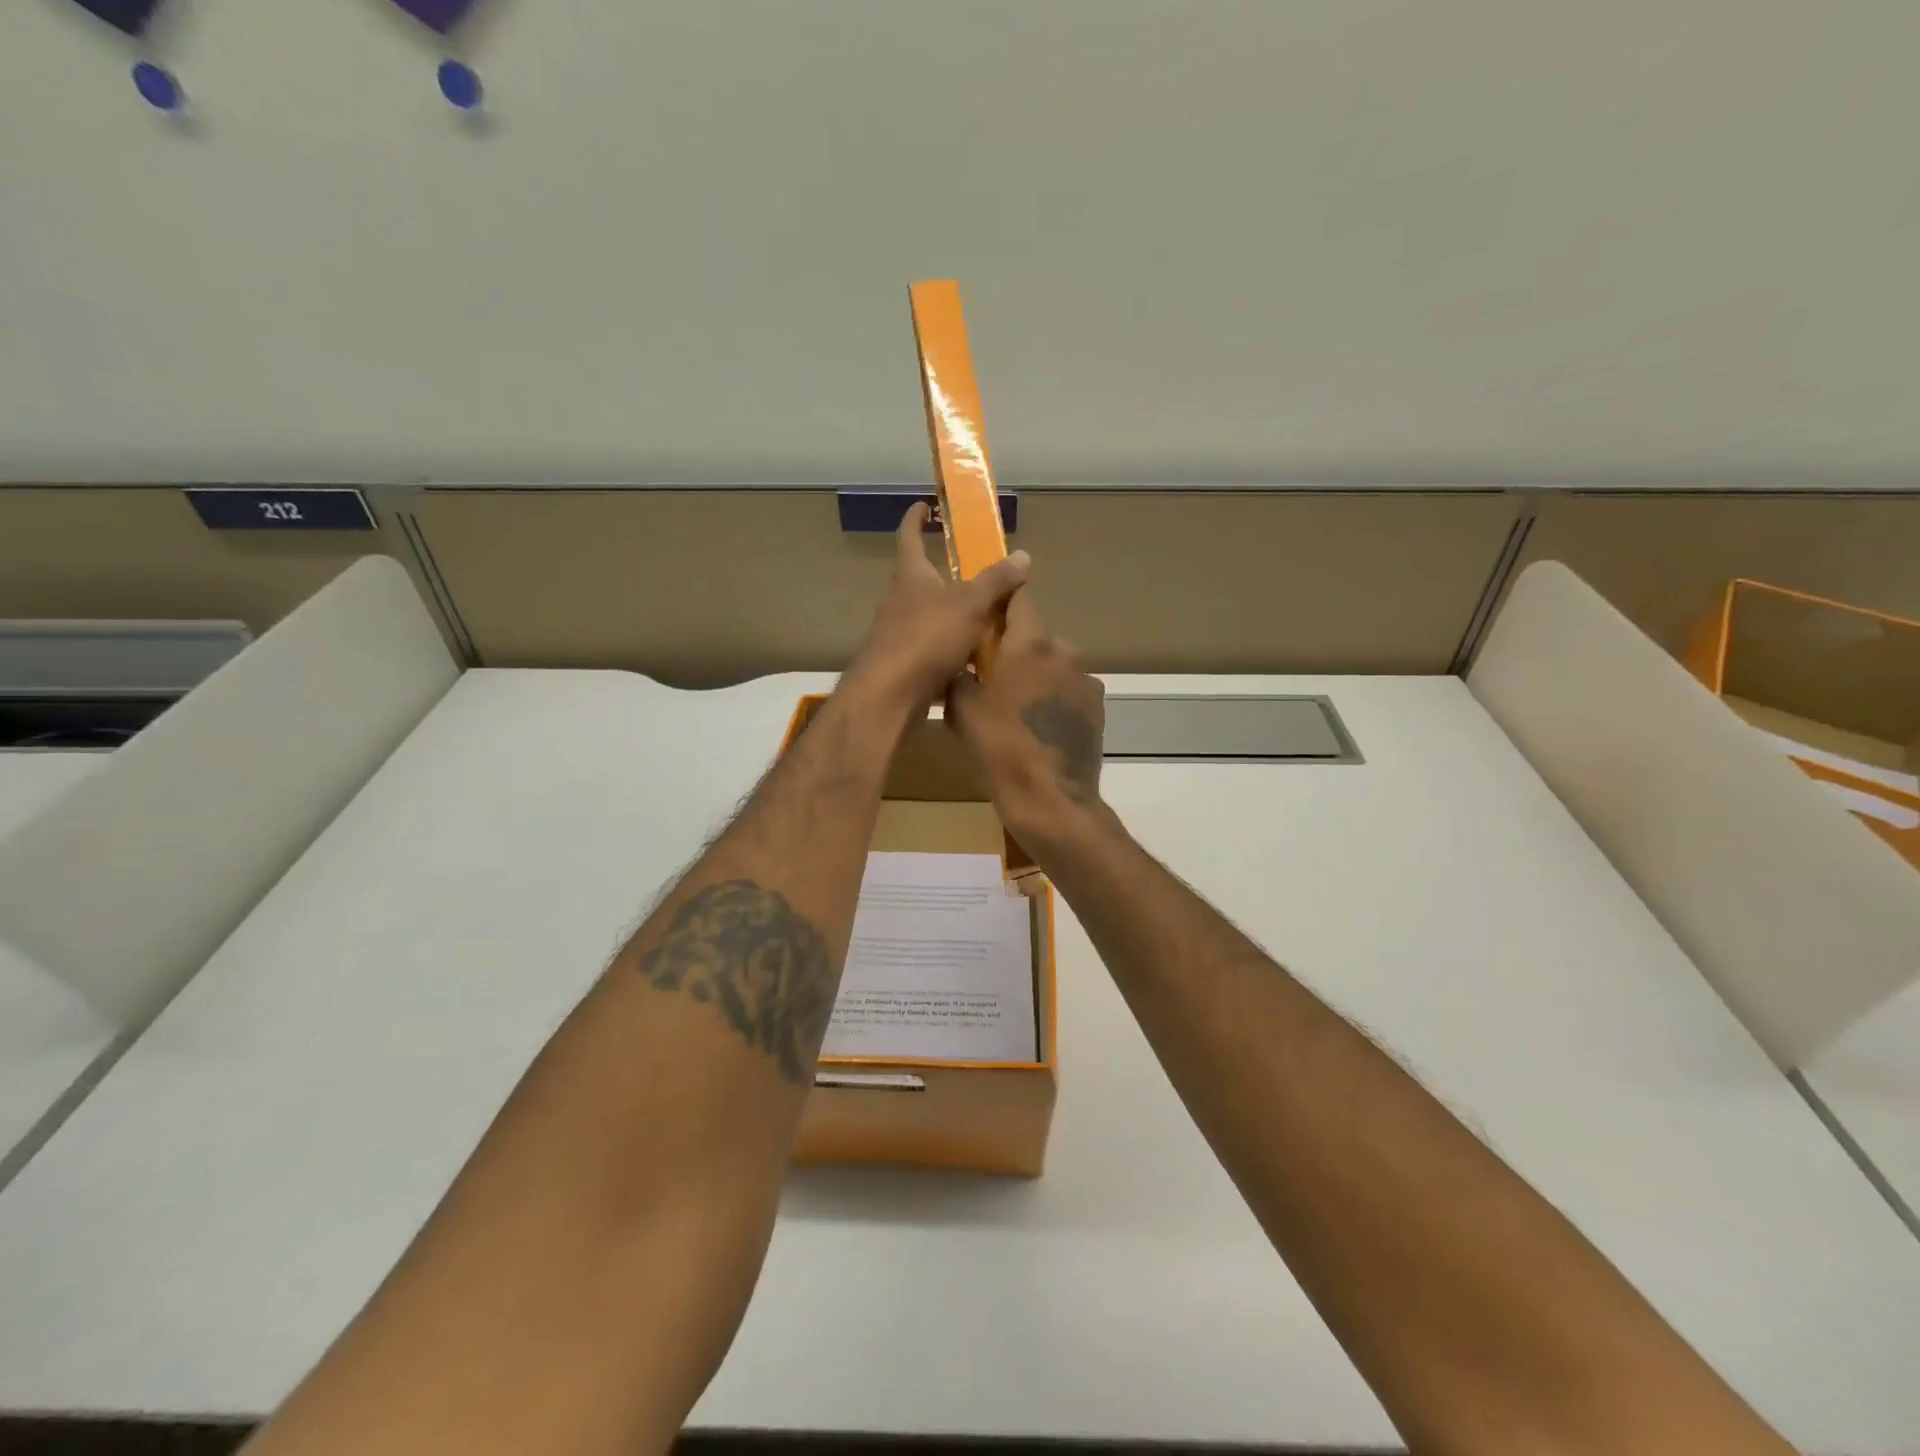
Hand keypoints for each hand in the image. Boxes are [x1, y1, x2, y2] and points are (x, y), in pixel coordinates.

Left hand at [843, 502, 1031, 714]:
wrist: (889, 695)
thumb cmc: (926, 638)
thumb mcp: (969, 605)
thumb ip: (995, 581)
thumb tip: (1023, 555)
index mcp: (910, 576)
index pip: (909, 537)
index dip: (916, 519)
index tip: (924, 505)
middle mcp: (899, 601)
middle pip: (920, 579)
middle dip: (943, 574)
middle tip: (976, 573)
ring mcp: (898, 634)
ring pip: (928, 616)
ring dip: (951, 615)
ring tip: (984, 618)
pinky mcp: (903, 664)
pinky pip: (931, 648)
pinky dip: (950, 649)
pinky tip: (973, 660)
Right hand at [946, 589, 1106, 846]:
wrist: (1050, 800)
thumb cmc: (1000, 749)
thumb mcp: (962, 711)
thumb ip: (959, 675)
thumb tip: (959, 664)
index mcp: (1029, 644)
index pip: (1019, 597)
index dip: (1002, 596)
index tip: (987, 606)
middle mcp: (1063, 652)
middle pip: (1035, 636)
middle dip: (1014, 648)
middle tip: (992, 675)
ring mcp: (1086, 680)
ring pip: (1053, 665)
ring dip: (1036, 675)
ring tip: (1016, 708)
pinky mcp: (1097, 707)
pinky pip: (1068, 690)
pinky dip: (1053, 698)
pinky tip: (1038, 727)